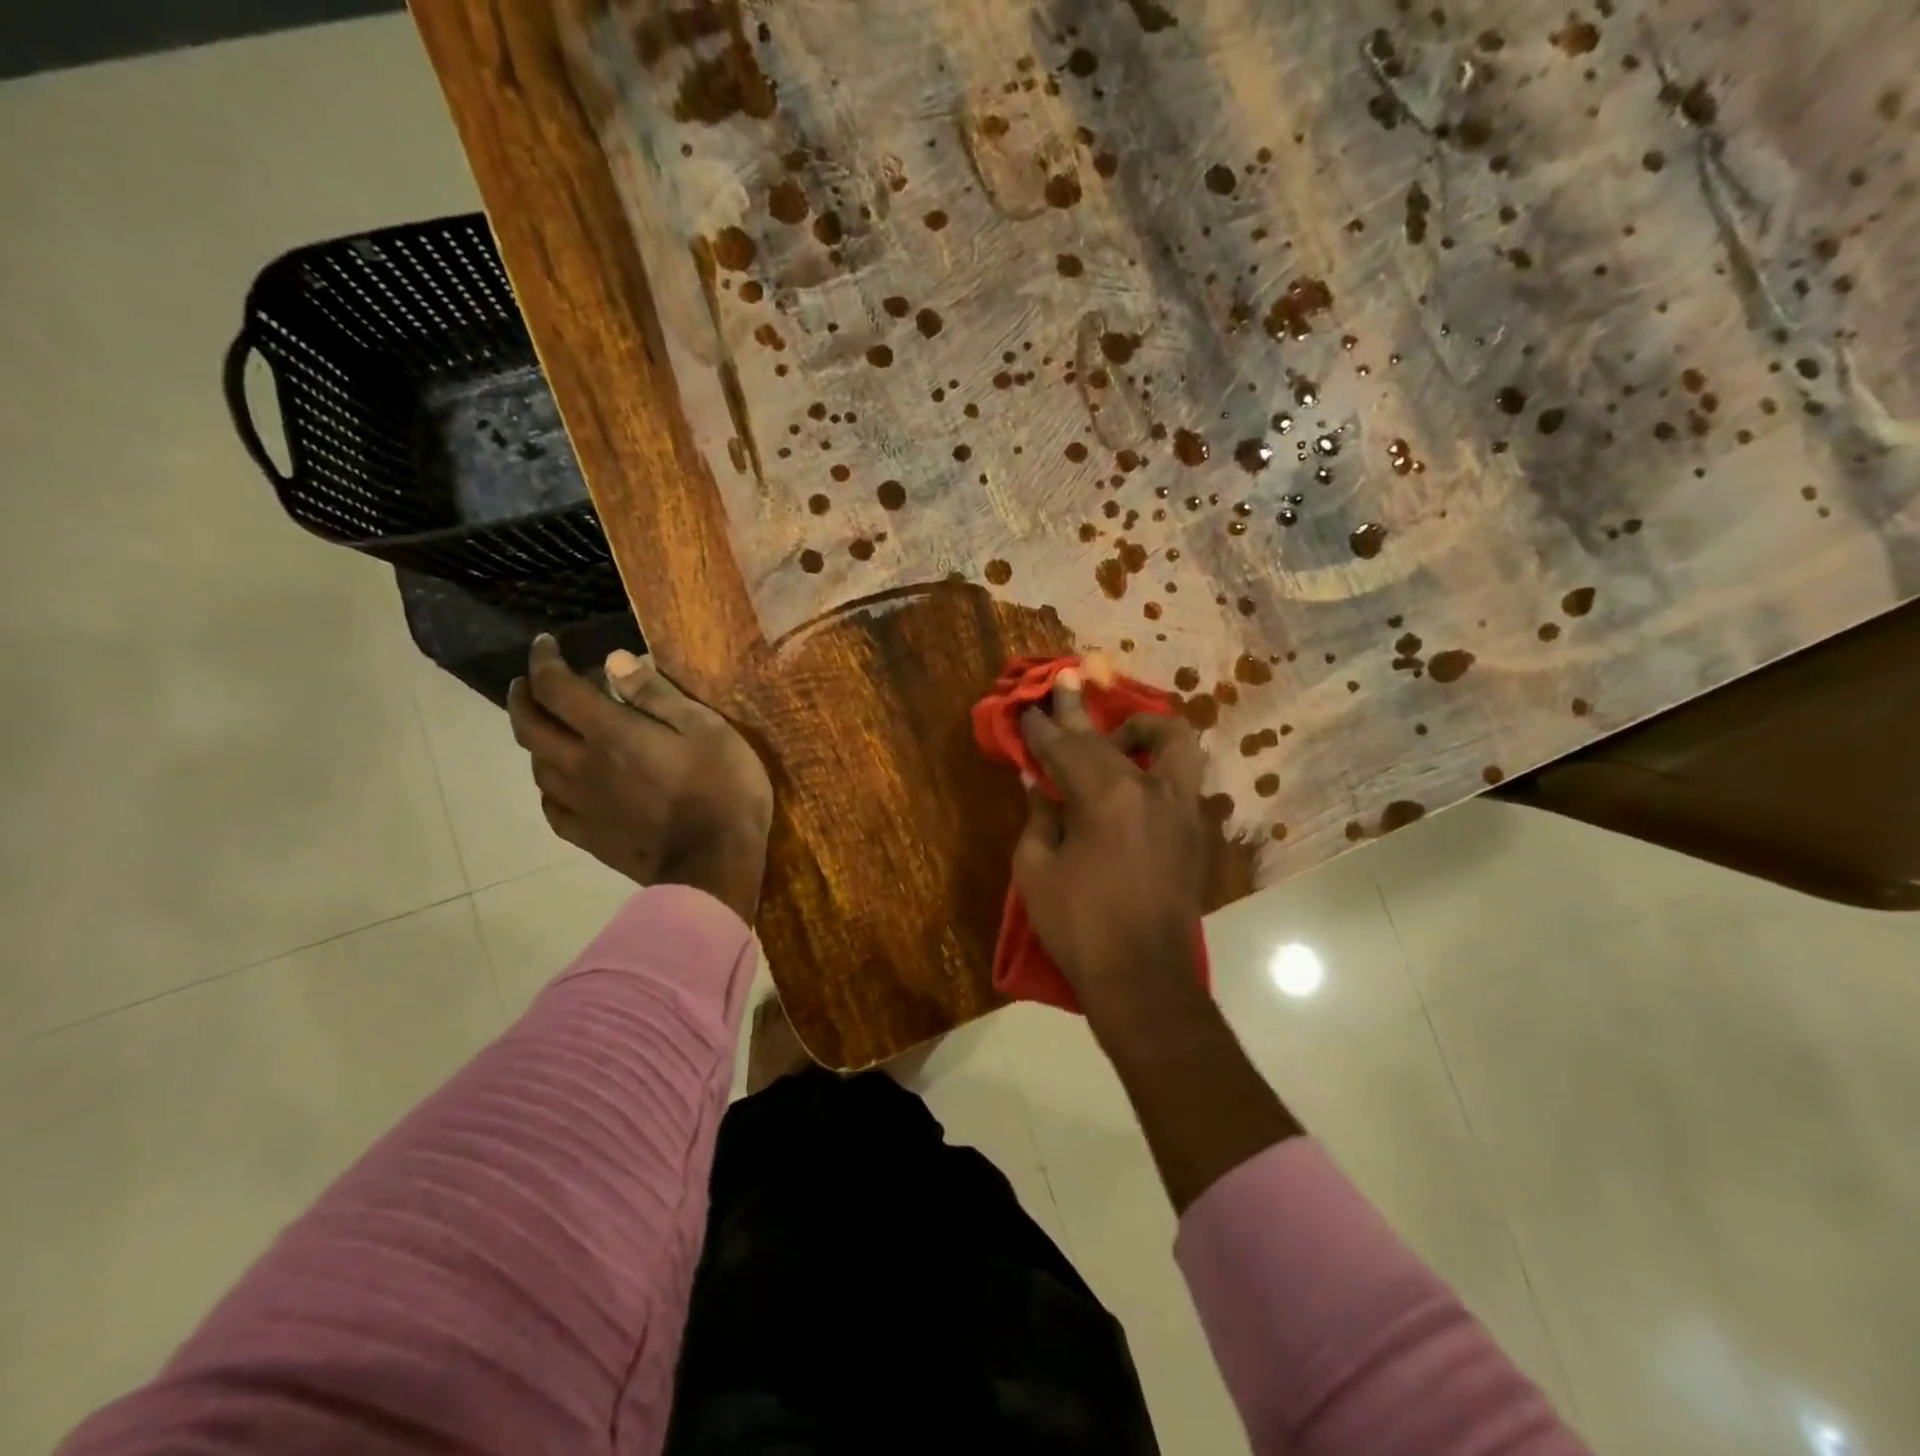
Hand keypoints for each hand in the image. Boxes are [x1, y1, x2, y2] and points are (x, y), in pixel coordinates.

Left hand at [507, 637, 773, 922]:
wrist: (715, 863)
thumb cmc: (723, 788)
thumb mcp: (707, 728)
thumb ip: (658, 695)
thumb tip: (614, 661)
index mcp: (611, 734)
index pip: (556, 688)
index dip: (543, 661)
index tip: (544, 645)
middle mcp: (583, 765)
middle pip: (530, 727)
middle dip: (524, 697)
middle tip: (529, 684)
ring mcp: (582, 805)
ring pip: (537, 766)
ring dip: (535, 740)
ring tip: (550, 729)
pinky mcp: (589, 837)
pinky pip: (552, 806)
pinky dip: (550, 785)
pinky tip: (563, 784)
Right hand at [1012, 671, 1208, 1016]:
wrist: (1144, 980)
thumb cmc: (1080, 927)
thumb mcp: (1037, 870)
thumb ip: (1039, 816)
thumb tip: (1038, 781)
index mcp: (1107, 797)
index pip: (1066, 749)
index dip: (1042, 728)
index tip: (1027, 709)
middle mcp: (1151, 789)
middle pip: (1110, 738)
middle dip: (1079, 713)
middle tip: (1065, 683)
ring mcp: (1182, 808)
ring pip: (1173, 743)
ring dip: (1142, 729)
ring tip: (1116, 737)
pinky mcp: (1196, 830)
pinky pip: (1183, 777)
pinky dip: (1159, 764)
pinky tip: (1136, 778)